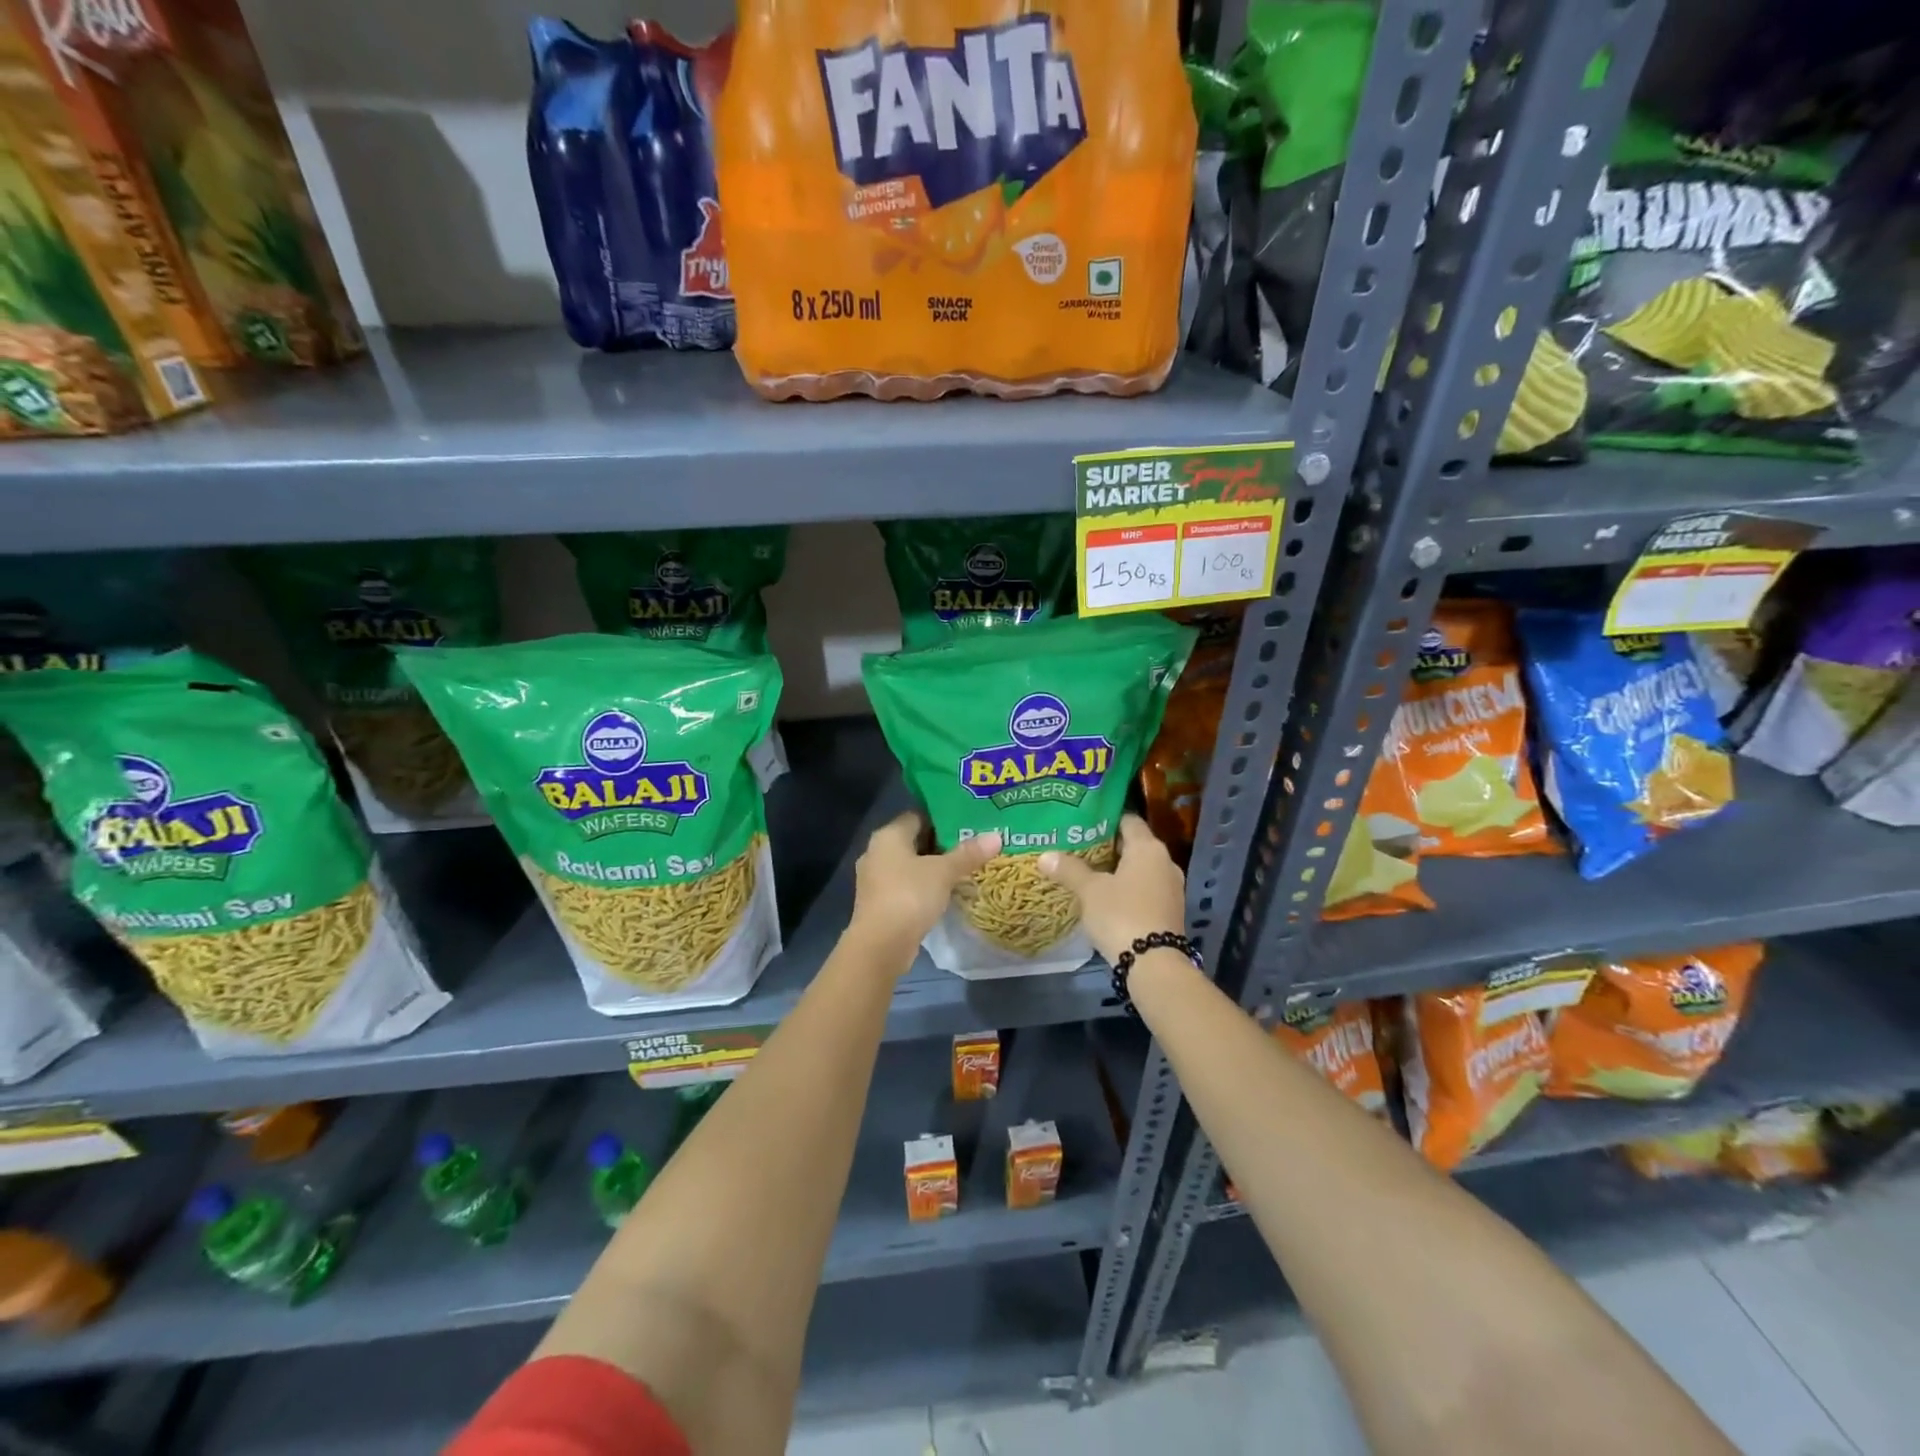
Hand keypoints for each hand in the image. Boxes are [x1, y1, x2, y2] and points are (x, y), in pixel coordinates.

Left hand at [849, 812, 1000, 962]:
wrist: (880, 945)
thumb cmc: (909, 896)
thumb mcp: (943, 872)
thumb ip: (968, 853)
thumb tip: (996, 836)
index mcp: (888, 836)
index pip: (917, 815)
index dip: (942, 818)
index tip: (967, 822)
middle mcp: (876, 852)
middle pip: (914, 841)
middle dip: (941, 844)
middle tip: (972, 844)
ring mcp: (875, 880)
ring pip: (910, 865)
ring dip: (933, 867)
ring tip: (964, 868)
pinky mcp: (879, 903)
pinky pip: (906, 886)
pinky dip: (924, 886)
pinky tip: (946, 892)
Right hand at [1038, 814, 1185, 965]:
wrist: (1154, 964)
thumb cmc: (1121, 915)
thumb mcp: (1090, 891)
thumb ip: (1069, 869)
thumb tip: (1045, 856)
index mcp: (1148, 848)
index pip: (1128, 820)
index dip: (1105, 818)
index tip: (1083, 821)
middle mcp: (1165, 862)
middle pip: (1134, 844)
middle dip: (1108, 845)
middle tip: (1078, 845)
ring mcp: (1171, 887)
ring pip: (1139, 868)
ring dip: (1117, 869)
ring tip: (1088, 870)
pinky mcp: (1170, 910)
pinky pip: (1145, 888)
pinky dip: (1127, 888)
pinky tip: (1105, 896)